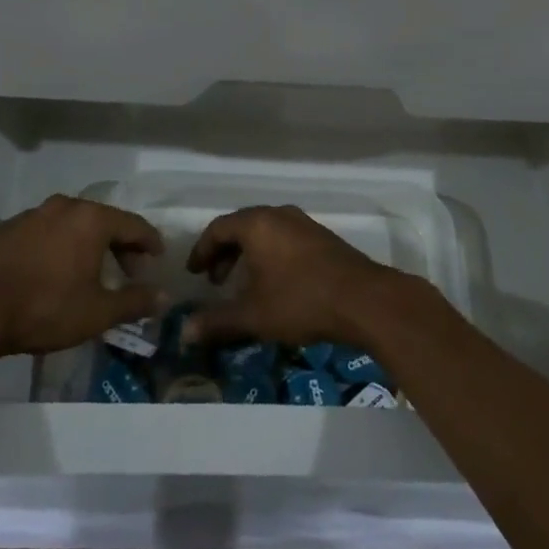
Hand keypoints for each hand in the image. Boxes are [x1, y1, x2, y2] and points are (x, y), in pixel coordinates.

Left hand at [0, 195, 165, 363]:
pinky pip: (47, 232)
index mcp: (91, 219)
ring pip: (73, 225)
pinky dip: (61, 247)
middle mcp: (65, 207)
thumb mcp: (96, 313)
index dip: (150, 242)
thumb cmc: (42, 307)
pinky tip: (55, 272)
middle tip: (129, 271)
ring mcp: (33, 215)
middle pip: (103, 221)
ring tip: (92, 273)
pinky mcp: (7, 228)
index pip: (134, 224)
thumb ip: (134, 302)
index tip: (159, 258)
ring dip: (89, 245)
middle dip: (120, 245)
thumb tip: (165, 298)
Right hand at [183, 205, 407, 350]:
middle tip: (215, 281)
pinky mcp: (323, 238)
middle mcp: (279, 215)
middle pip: (242, 226)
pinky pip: (285, 239)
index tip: (193, 273)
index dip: (201, 250)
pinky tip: (275, 284)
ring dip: (248, 255)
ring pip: (265, 232)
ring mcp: (304, 224)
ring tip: (243, 285)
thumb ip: (217, 321)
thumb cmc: (300, 301)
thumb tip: (184, 332)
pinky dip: (270, 255)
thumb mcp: (253, 315)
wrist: (364, 299)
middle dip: (224, 253)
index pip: (218, 228)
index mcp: (257, 224)